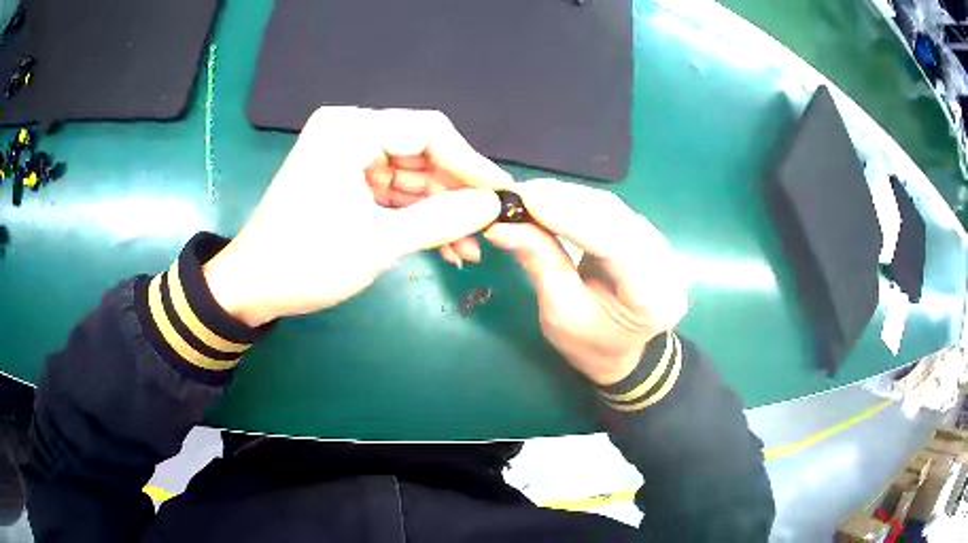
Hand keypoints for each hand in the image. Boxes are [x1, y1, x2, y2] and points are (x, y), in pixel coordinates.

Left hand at [203, 107, 509, 326]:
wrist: (254, 288)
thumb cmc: (307, 260)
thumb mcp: (378, 241)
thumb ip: (441, 219)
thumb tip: (493, 205)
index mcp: (351, 130)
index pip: (428, 131)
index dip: (470, 163)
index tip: (502, 194)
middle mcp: (350, 133)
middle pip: (422, 154)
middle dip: (455, 194)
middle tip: (489, 226)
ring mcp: (348, 158)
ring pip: (411, 177)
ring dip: (440, 212)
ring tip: (472, 247)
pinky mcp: (346, 182)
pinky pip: (393, 193)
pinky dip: (417, 218)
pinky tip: (446, 246)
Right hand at [485, 179, 688, 385]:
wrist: (622, 351)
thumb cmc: (591, 344)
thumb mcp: (560, 313)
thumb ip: (540, 263)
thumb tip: (501, 225)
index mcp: (652, 298)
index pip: (614, 244)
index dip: (570, 216)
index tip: (525, 198)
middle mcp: (665, 265)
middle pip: (615, 218)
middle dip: (564, 200)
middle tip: (517, 193)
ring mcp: (660, 245)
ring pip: (612, 208)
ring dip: (568, 196)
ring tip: (527, 194)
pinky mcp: (646, 234)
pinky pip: (611, 209)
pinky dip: (577, 202)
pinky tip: (550, 198)